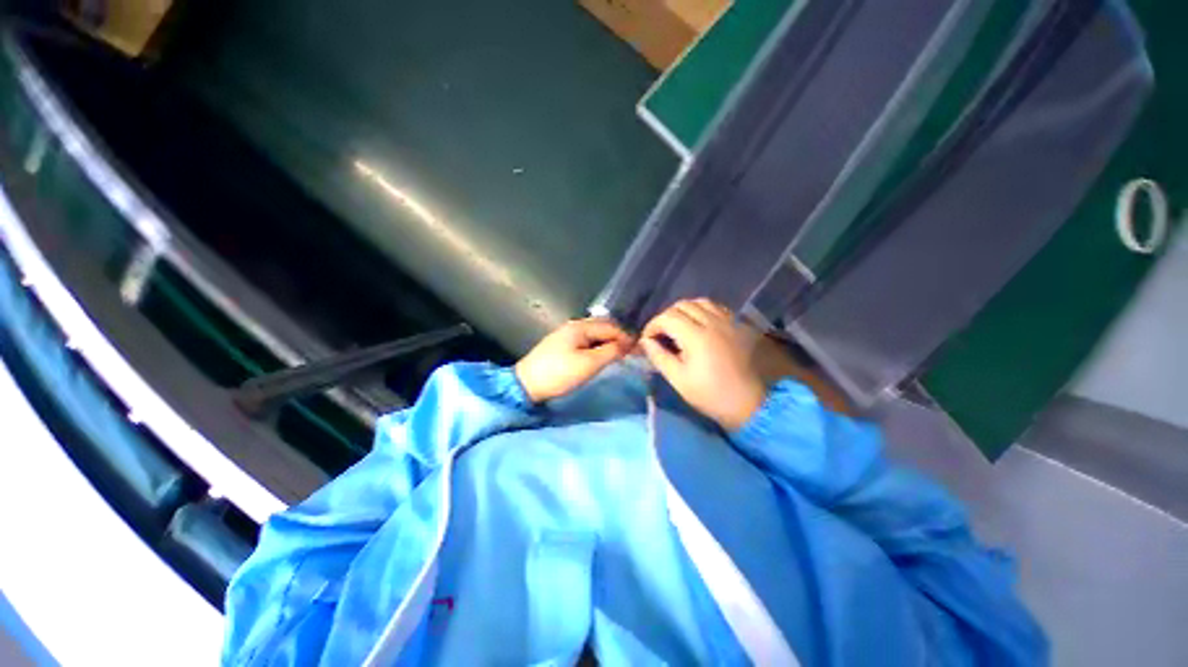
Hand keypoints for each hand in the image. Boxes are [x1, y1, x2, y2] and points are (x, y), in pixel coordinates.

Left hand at [515, 318, 634, 402]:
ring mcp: (567, 333)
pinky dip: (598, 345)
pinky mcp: (562, 343)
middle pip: (603, 326)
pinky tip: (602, 354)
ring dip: (609, 341)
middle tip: (632, 352)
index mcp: (581, 326)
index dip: (627, 337)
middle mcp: (574, 324)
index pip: (612, 327)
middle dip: (619, 337)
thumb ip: (611, 351)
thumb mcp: (589, 364)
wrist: (526, 384)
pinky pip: (586, 339)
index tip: (640, 350)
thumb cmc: (559, 373)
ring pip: (595, 333)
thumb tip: (629, 344)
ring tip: (620, 354)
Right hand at [641, 299, 766, 430]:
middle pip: (682, 305)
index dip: (652, 325)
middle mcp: (713, 322)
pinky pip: (716, 307)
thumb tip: (645, 341)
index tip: (647, 339)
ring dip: (684, 311)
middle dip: (666, 317)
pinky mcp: (738, 325)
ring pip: (700, 302)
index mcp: (696, 336)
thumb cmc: (710, 394)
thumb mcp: (678, 379)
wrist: (749, 403)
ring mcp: (728, 321)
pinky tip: (699, 325)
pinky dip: (702, 310)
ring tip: (678, 327)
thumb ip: (659, 356)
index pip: (667, 317)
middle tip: (661, 334)